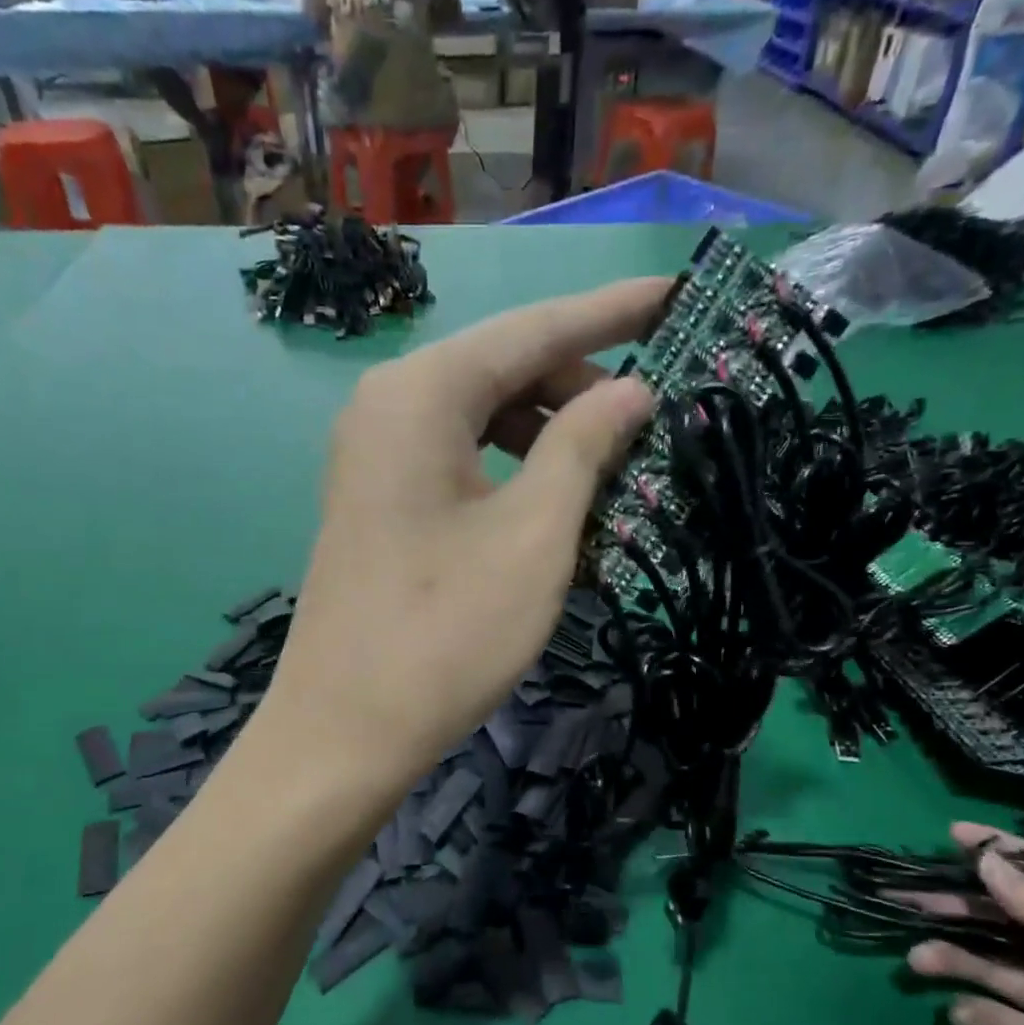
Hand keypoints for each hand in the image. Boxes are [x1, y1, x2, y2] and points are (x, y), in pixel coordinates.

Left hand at [263, 279, 663, 794]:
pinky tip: (555, 498)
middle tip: (655, 416)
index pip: (534, 327)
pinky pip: (460, 456)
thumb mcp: (536, 534)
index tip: (679, 293)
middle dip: (582, 381)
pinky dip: (513, 465)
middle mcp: (389, 405)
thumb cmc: (446, 633)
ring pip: (482, 414)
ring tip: (614, 465)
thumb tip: (632, 389)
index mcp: (421, 394)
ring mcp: (376, 455)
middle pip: (504, 367)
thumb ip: (585, 445)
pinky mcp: (379, 499)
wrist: (344, 731)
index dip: (613, 311)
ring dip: (550, 429)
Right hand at [906, 824, 1023, 1024]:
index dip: (1002, 854)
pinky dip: (970, 1013)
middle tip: (909, 898)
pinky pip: (994, 1018)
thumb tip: (985, 859)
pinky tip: (958, 1016)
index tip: (952, 834)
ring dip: (953, 957)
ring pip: (990, 964)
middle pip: (1006, 919)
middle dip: (958, 905)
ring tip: (918, 960)